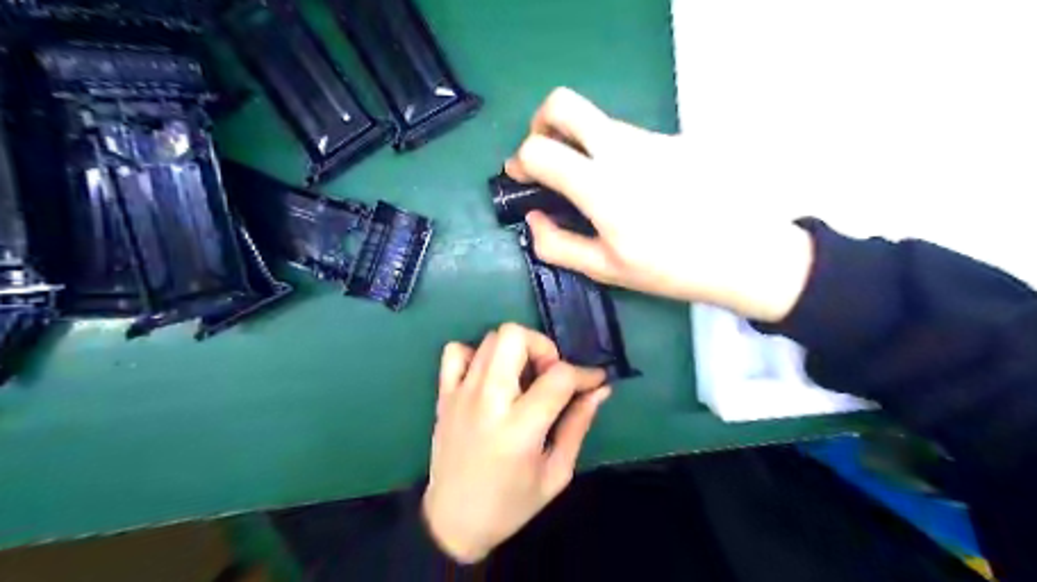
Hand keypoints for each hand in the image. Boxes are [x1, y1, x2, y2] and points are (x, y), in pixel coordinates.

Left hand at [425, 322, 609, 563]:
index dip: (585, 373)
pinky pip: (455, 351)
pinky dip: (477, 355)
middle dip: (542, 347)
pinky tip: (489, 378)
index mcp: (520, 428)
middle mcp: (487, 401)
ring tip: (523, 379)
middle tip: (549, 375)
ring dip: (516, 350)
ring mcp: (461, 394)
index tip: (595, 381)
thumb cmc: (511, 504)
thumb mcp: (556, 473)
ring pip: (490, 338)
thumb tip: (600, 390)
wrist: (453, 522)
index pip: (559, 376)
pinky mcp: (443, 395)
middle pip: (514, 336)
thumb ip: (578, 425)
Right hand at [507, 87, 814, 323]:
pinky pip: (630, 136)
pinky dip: (616, 153)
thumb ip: (557, 245)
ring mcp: (651, 138)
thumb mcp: (607, 269)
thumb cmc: (671, 268)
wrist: (744, 253)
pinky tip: (638, 188)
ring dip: (582, 143)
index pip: (538, 148)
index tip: (526, 180)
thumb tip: (533, 218)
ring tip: (599, 186)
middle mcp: (622, 149)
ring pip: (598, 121)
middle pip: (562, 104)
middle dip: (541, 124)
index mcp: (601, 186)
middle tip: (549, 157)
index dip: (521, 162)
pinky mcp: (673, 137)